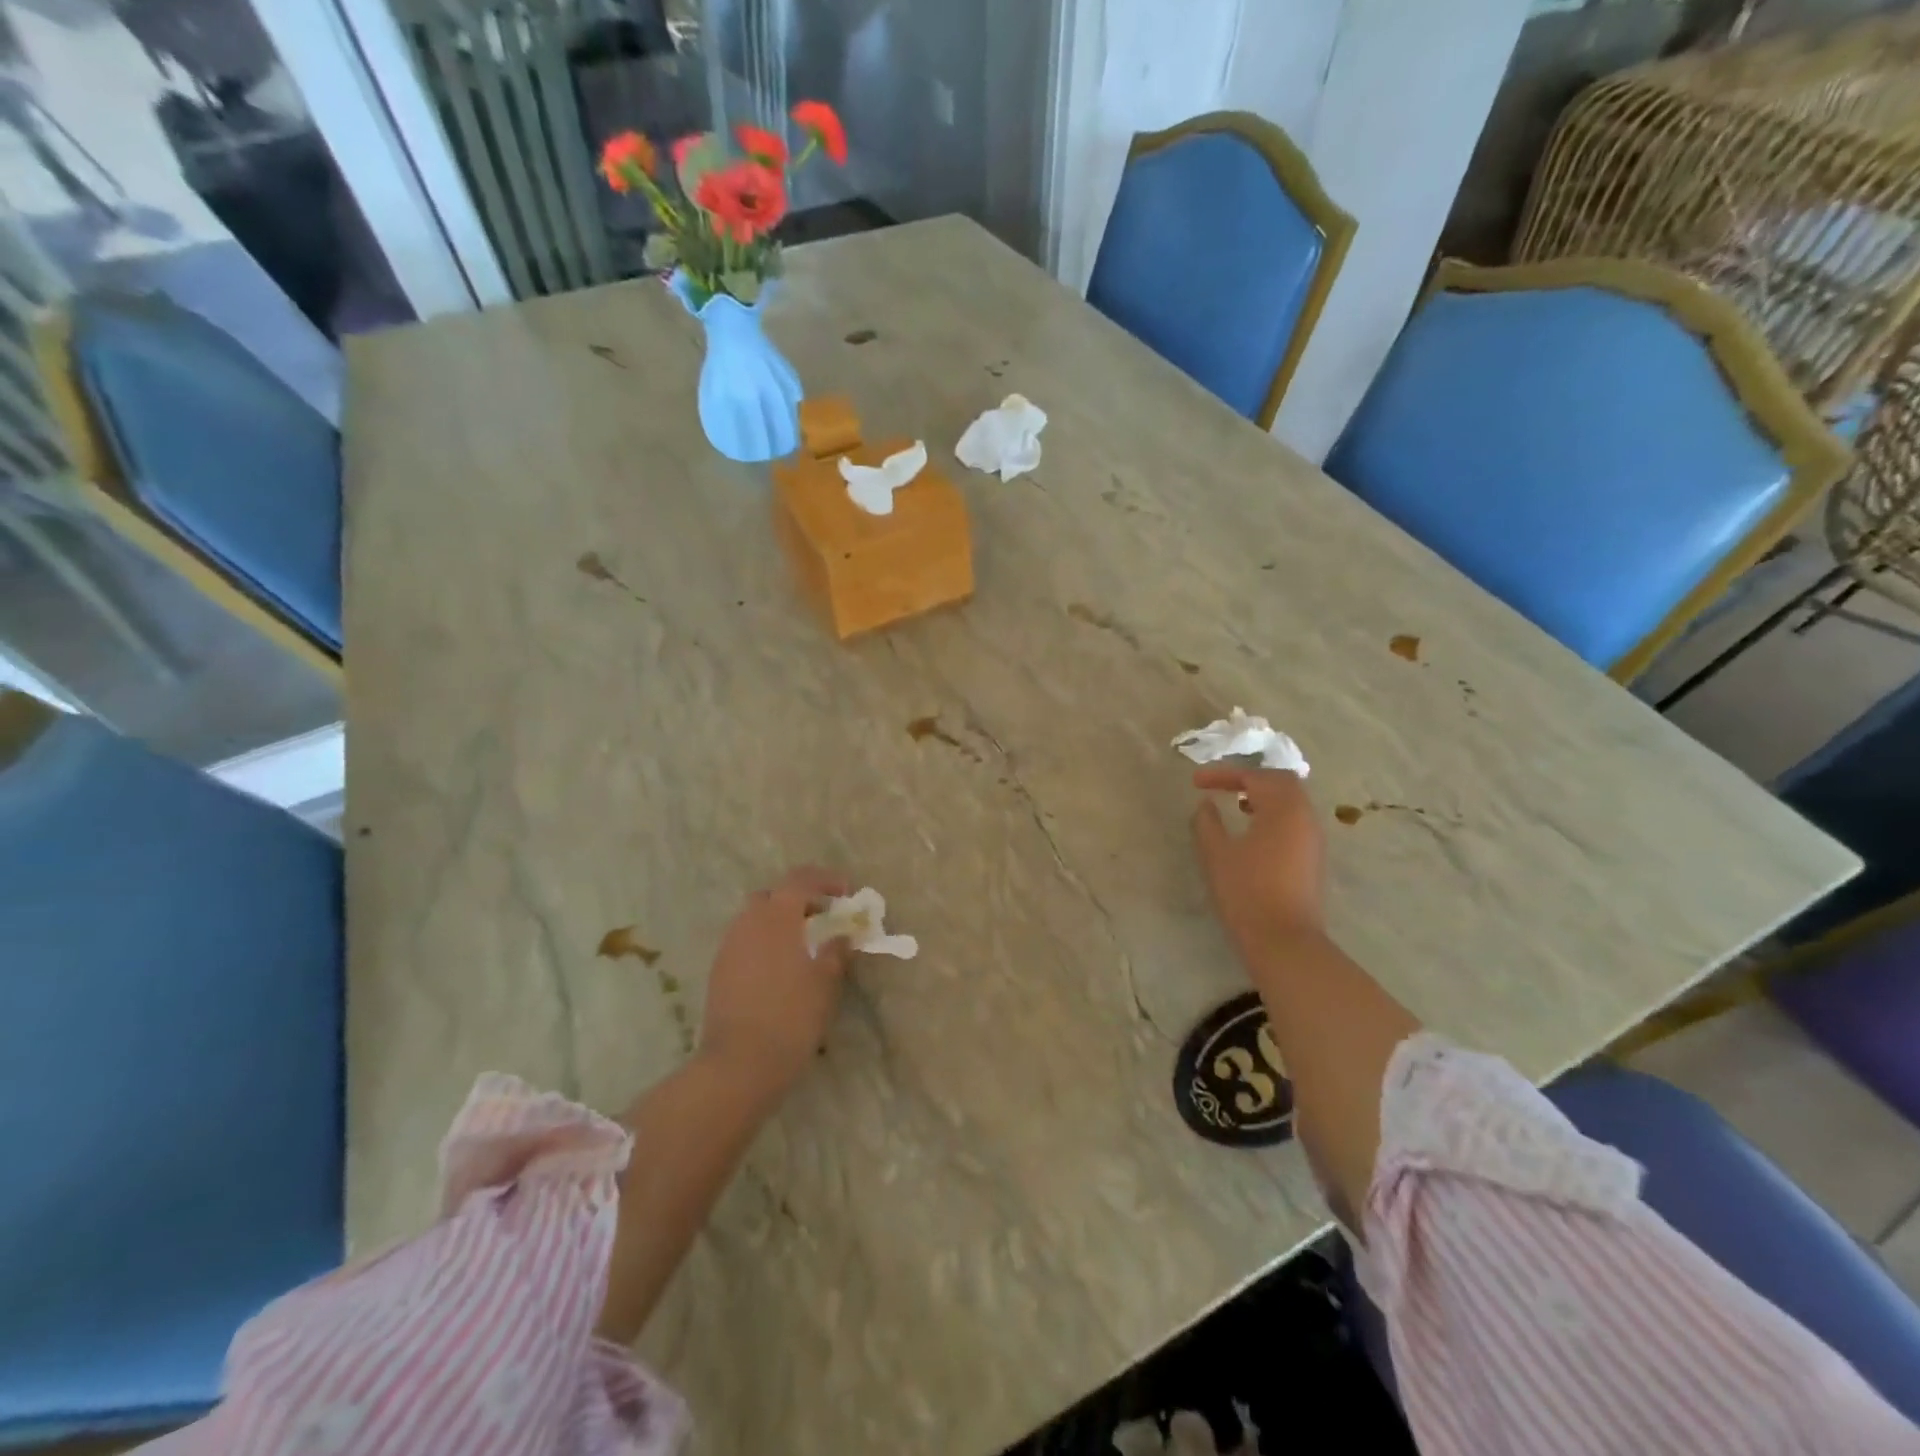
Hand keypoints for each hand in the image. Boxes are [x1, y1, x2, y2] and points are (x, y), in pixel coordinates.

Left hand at [699, 867, 852, 1105]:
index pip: (799, 879)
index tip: (845, 892)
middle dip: (797, 899)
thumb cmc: (791, 1016)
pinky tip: (779, 970)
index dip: (824, 879)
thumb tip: (841, 936)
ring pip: (754, 919)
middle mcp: (748, 923)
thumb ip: (835, 952)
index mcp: (776, 917)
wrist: (739, 1064)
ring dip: (778, 923)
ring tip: (802, 946)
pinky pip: (744, 942)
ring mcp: (728, 947)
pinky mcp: (718, 971)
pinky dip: (764, 943)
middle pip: (772, 896)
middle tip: (820, 917)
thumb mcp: (825, 983)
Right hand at [1190, 767, 1326, 967]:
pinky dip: (1273, 813)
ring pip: (1291, 801)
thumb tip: (1206, 805)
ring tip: (1235, 805)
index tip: (1196, 782)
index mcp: (1283, 809)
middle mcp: (1304, 816)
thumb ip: (1207, 823)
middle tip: (1221, 786)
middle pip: (1281, 781)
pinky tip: (1252, 830)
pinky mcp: (1313, 857)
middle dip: (1249, 778)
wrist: (1284, 941)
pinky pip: (1295, 820)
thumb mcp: (1216, 854)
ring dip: (1263, 796)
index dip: (1223, 774)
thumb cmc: (1247, 892)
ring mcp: (1313, 838)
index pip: (1254, 776)